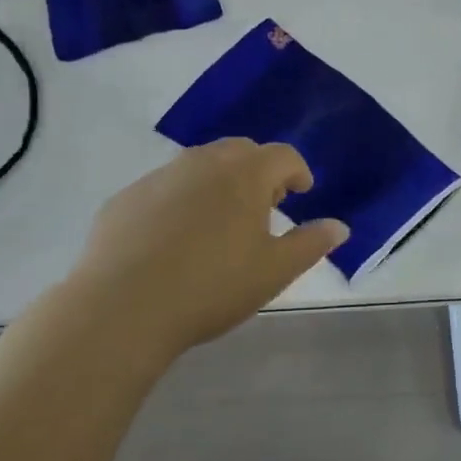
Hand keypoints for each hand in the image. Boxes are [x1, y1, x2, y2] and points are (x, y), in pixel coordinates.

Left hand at [65, 139, 346, 356]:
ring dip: (218, 181)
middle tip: (265, 203)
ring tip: (220, 220)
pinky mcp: (125, 198)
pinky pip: (164, 188)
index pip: (283, 155)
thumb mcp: (274, 271)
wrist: (121, 309)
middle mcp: (203, 162)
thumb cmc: (212, 286)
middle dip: (259, 170)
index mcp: (246, 174)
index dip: (298, 171)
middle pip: (240, 151)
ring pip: (199, 165)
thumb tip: (339, 227)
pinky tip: (173, 238)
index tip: (302, 191)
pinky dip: (179, 200)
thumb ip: (311, 244)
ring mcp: (160, 177)